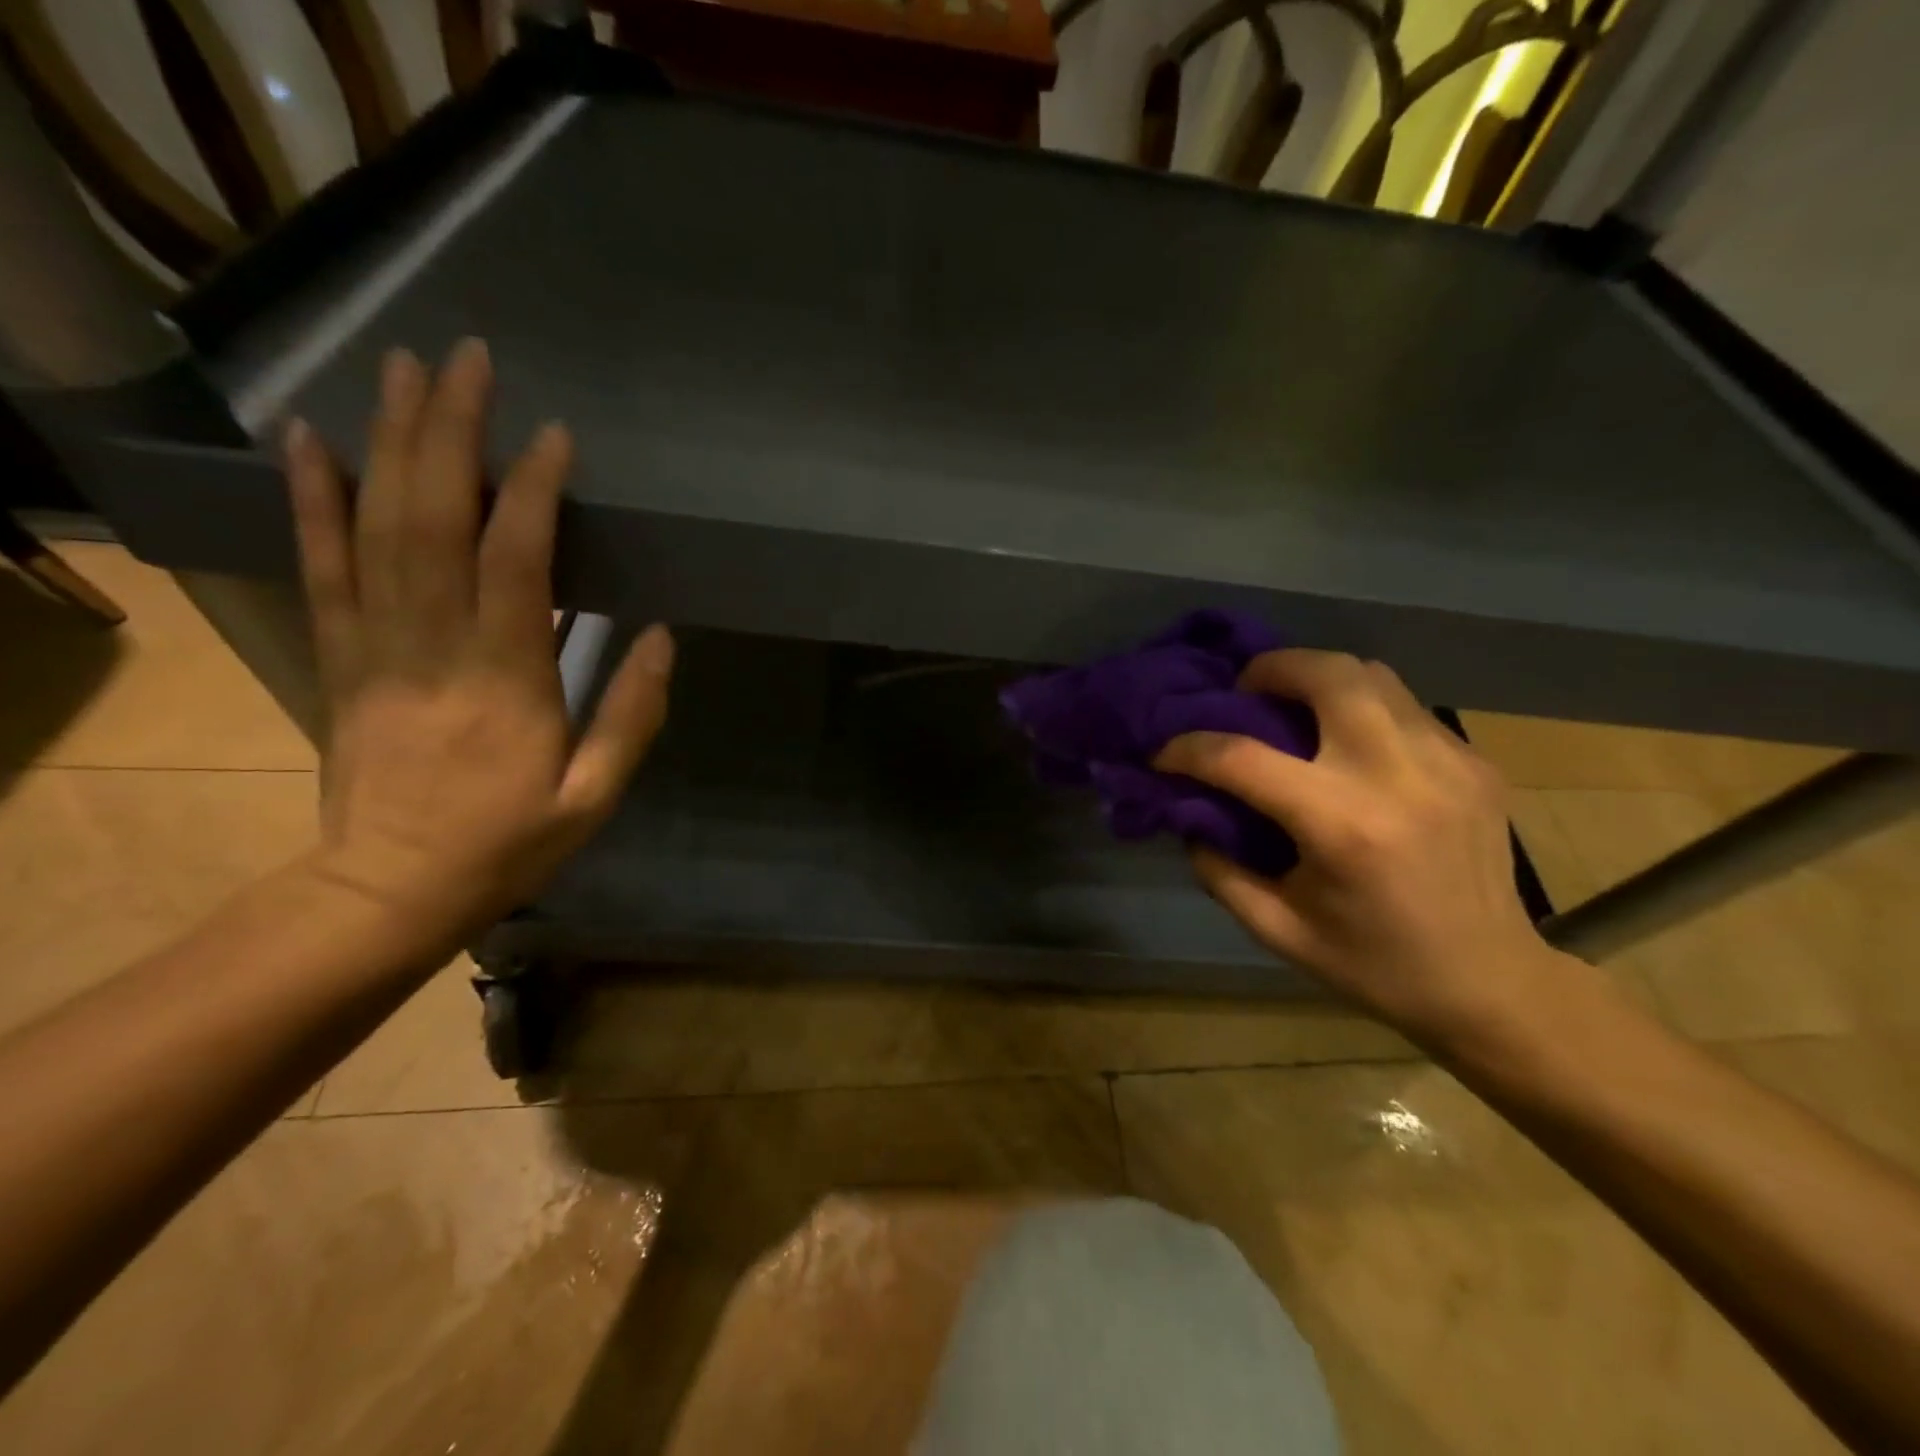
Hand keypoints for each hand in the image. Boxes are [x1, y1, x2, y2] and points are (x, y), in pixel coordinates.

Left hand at [282, 338, 672, 948]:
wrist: (390, 889)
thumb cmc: (507, 844)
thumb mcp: (594, 795)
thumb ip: (631, 714)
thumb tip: (662, 636)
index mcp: (506, 680)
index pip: (516, 564)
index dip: (532, 493)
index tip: (553, 437)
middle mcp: (434, 646)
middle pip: (433, 521)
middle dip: (451, 434)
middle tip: (468, 361)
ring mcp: (376, 646)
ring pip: (375, 527)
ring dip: (390, 443)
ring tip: (405, 372)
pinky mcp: (341, 656)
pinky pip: (321, 567)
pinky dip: (312, 500)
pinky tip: (311, 442)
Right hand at [1156, 650, 1563, 1048]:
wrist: (1491, 983)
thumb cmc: (1374, 965)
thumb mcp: (1276, 930)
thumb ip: (1219, 868)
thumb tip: (1189, 814)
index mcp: (1342, 827)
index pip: (1243, 757)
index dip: (1189, 749)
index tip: (1165, 753)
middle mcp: (1396, 777)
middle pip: (1327, 675)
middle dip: (1270, 669)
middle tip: (1244, 693)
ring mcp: (1446, 761)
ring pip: (1370, 675)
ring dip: (1317, 679)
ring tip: (1292, 708)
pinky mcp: (1473, 762)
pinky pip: (1403, 705)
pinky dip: (1360, 708)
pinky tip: (1348, 746)